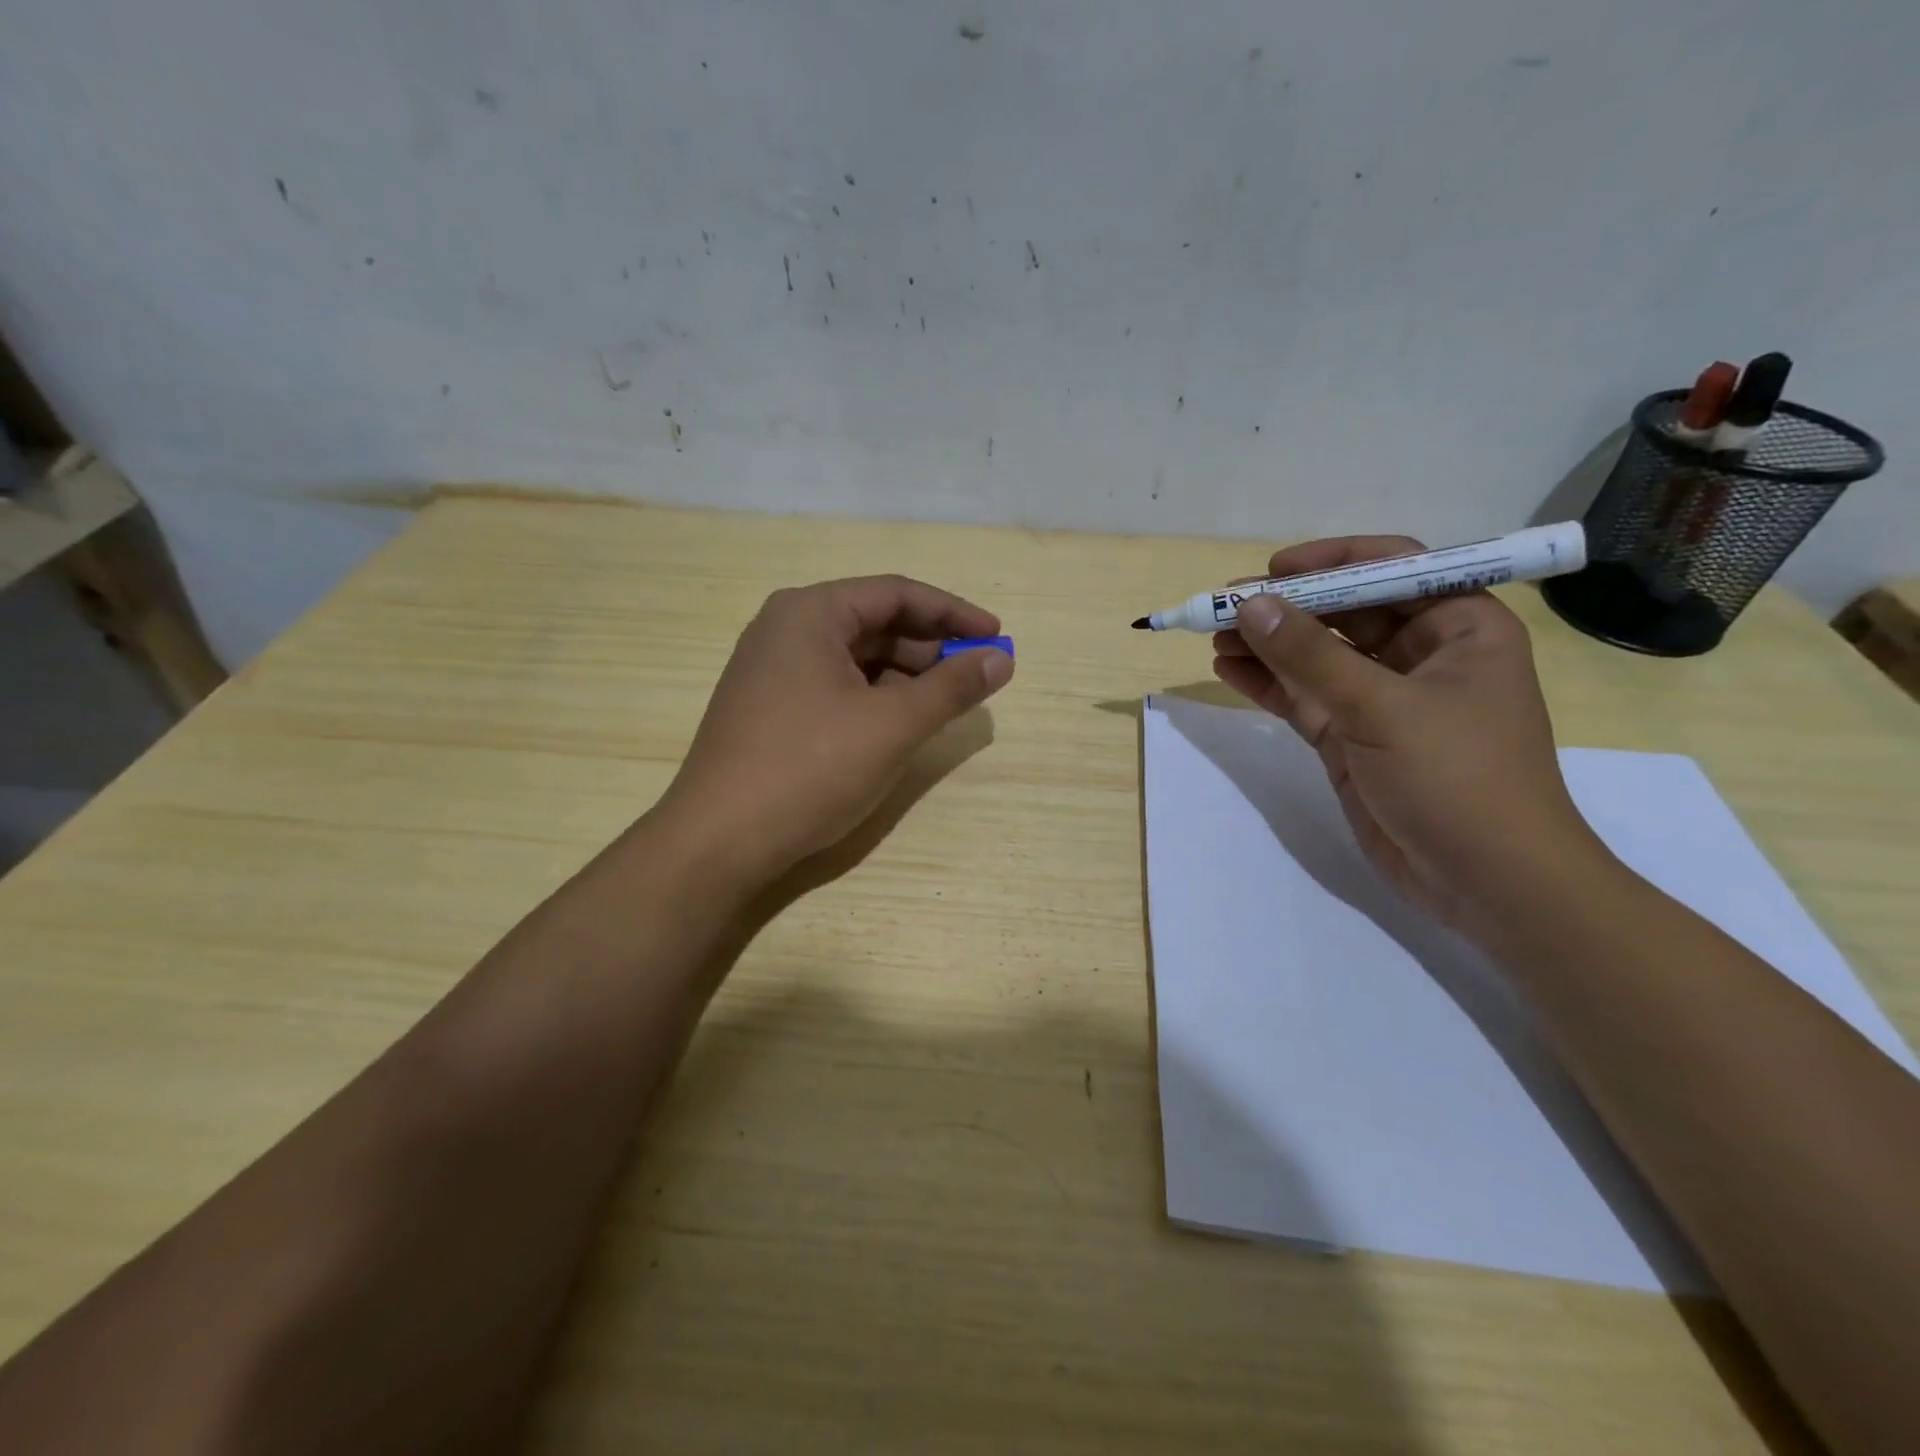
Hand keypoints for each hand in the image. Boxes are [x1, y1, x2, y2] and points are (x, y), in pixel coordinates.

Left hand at [653, 575, 1013, 893]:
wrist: (718, 842)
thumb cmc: (809, 769)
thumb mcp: (892, 725)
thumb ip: (952, 687)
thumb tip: (1002, 658)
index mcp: (809, 613)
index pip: (896, 593)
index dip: (954, 613)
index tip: (997, 637)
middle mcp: (785, 630)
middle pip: (874, 623)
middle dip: (930, 648)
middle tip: (975, 677)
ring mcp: (771, 671)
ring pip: (855, 659)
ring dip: (905, 676)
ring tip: (944, 705)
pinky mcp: (769, 709)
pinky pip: (835, 687)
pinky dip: (874, 699)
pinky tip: (898, 725)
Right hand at [1212, 536, 1609, 937]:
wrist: (1486, 883)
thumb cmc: (1459, 779)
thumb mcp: (1383, 709)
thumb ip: (1311, 656)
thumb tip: (1251, 605)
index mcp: (1459, 627)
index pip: (1394, 568)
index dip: (1333, 562)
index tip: (1275, 570)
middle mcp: (1421, 655)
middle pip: (1344, 612)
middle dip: (1286, 608)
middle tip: (1224, 606)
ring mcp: (1382, 700)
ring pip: (1316, 657)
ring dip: (1267, 645)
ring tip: (1214, 638)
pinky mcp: (1352, 738)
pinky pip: (1304, 697)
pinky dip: (1267, 684)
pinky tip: (1228, 670)